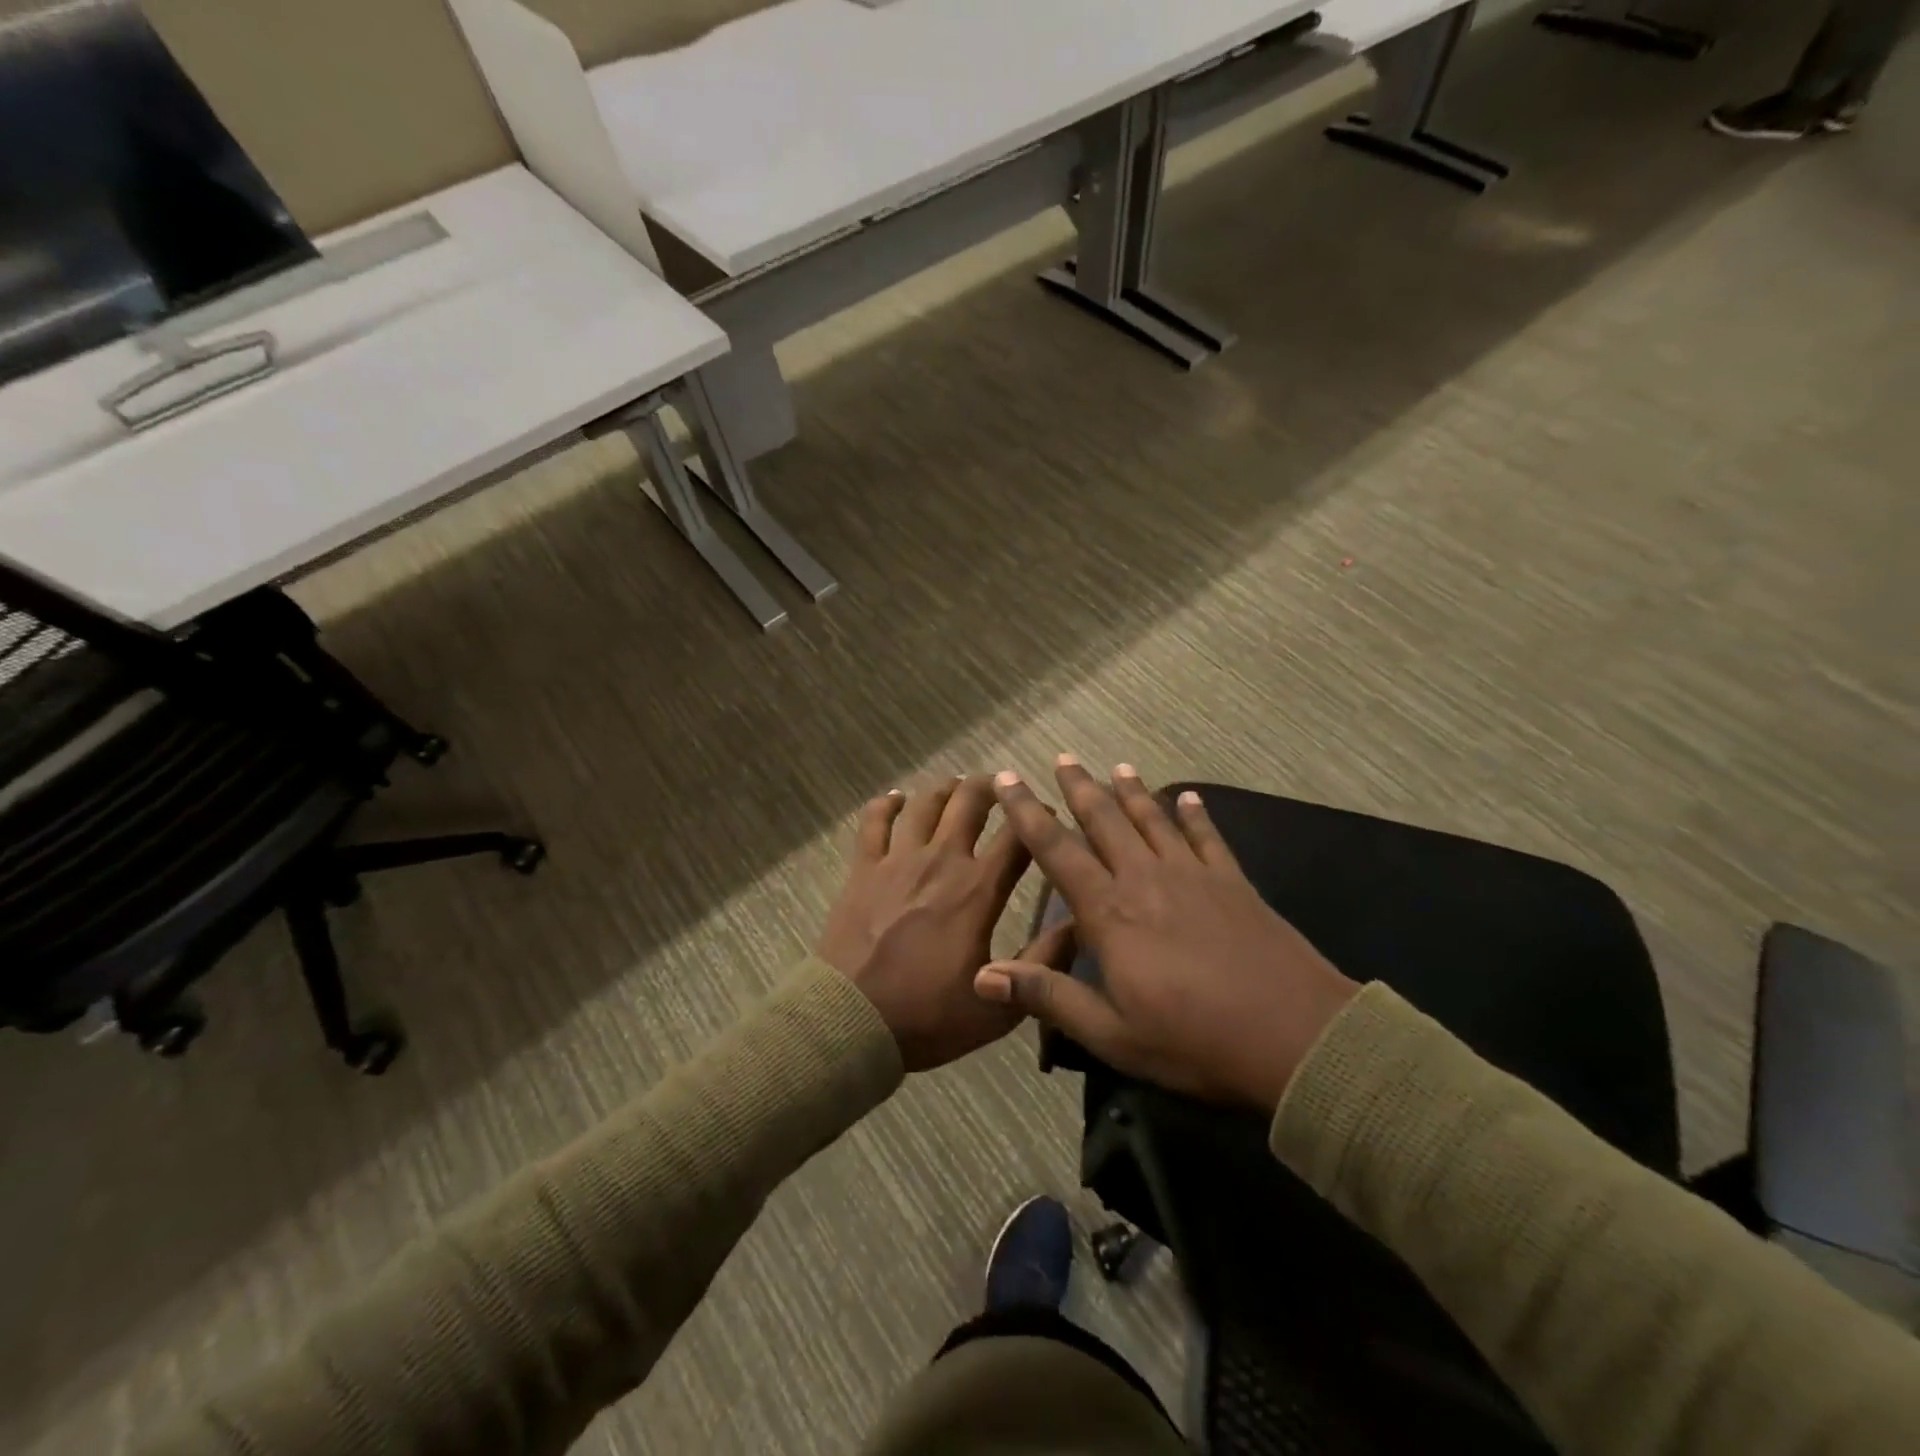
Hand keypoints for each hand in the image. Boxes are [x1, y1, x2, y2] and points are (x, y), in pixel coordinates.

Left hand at [817, 776, 1072, 1072]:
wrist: (851, 1020)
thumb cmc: (927, 1016)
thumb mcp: (999, 1007)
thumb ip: (1042, 963)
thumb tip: (1079, 924)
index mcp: (977, 889)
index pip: (1018, 836)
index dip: (1039, 817)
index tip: (1048, 812)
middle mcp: (941, 860)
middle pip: (970, 802)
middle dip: (992, 787)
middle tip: (1003, 787)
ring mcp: (897, 859)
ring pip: (926, 803)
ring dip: (946, 788)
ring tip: (957, 787)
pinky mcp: (863, 867)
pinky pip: (875, 820)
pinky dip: (888, 803)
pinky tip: (897, 798)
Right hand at [974, 759, 1358, 1114]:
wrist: (1296, 1036)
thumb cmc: (1195, 1041)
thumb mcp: (1112, 1035)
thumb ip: (1049, 997)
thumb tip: (983, 976)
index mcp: (1110, 912)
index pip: (1056, 850)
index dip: (1027, 812)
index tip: (1008, 778)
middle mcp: (1145, 878)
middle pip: (1105, 820)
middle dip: (1079, 787)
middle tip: (1062, 757)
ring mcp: (1193, 875)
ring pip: (1153, 819)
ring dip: (1132, 791)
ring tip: (1117, 766)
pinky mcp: (1233, 882)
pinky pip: (1208, 837)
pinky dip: (1196, 815)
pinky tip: (1190, 798)